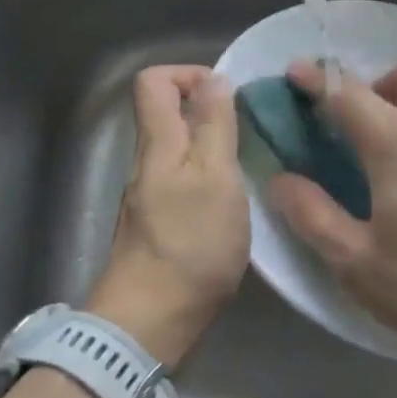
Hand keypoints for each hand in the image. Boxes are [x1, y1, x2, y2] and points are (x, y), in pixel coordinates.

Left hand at [86, 66, 248, 367]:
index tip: (227, 95)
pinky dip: (208, 178)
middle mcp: (147, 162)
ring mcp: (150, 196)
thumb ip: (214, 126)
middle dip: (208, 110)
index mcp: (158, 143)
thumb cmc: (190, 244)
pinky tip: (234, 201)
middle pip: (166, 113)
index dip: (189, 74)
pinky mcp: (159, 225)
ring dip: (212, 146)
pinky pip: (183, 180)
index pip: (154, 81)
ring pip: (178, 149)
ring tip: (249, 164)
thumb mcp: (215, 177)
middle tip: (249, 132)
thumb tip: (214, 78)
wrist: (150, 323)